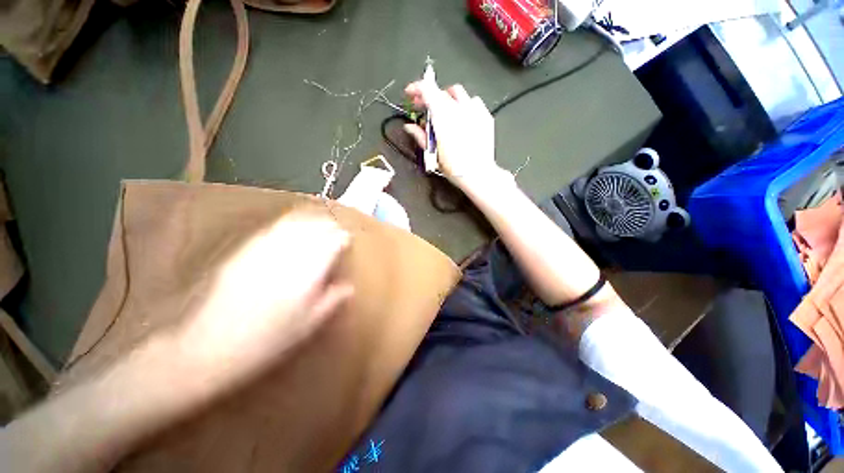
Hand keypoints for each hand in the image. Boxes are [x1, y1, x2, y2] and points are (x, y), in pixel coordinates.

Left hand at [180, 213, 352, 388]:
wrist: (210, 347)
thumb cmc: (268, 341)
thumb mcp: (308, 325)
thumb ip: (332, 300)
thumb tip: (349, 286)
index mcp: (307, 273)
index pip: (331, 242)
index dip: (342, 238)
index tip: (348, 240)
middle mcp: (287, 255)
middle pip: (314, 228)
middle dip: (329, 226)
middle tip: (337, 231)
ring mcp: (263, 250)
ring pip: (294, 224)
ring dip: (310, 221)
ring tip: (319, 223)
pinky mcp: (244, 251)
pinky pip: (272, 228)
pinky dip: (288, 223)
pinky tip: (291, 226)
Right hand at [403, 81, 507, 189]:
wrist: (478, 174)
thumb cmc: (455, 168)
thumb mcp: (432, 154)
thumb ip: (420, 136)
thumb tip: (409, 127)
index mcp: (443, 118)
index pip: (427, 90)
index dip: (416, 88)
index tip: (411, 94)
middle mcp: (459, 110)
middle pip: (440, 92)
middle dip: (428, 97)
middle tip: (423, 107)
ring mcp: (474, 111)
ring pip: (458, 93)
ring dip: (446, 98)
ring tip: (443, 111)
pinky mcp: (485, 116)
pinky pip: (473, 101)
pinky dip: (464, 105)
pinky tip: (461, 116)